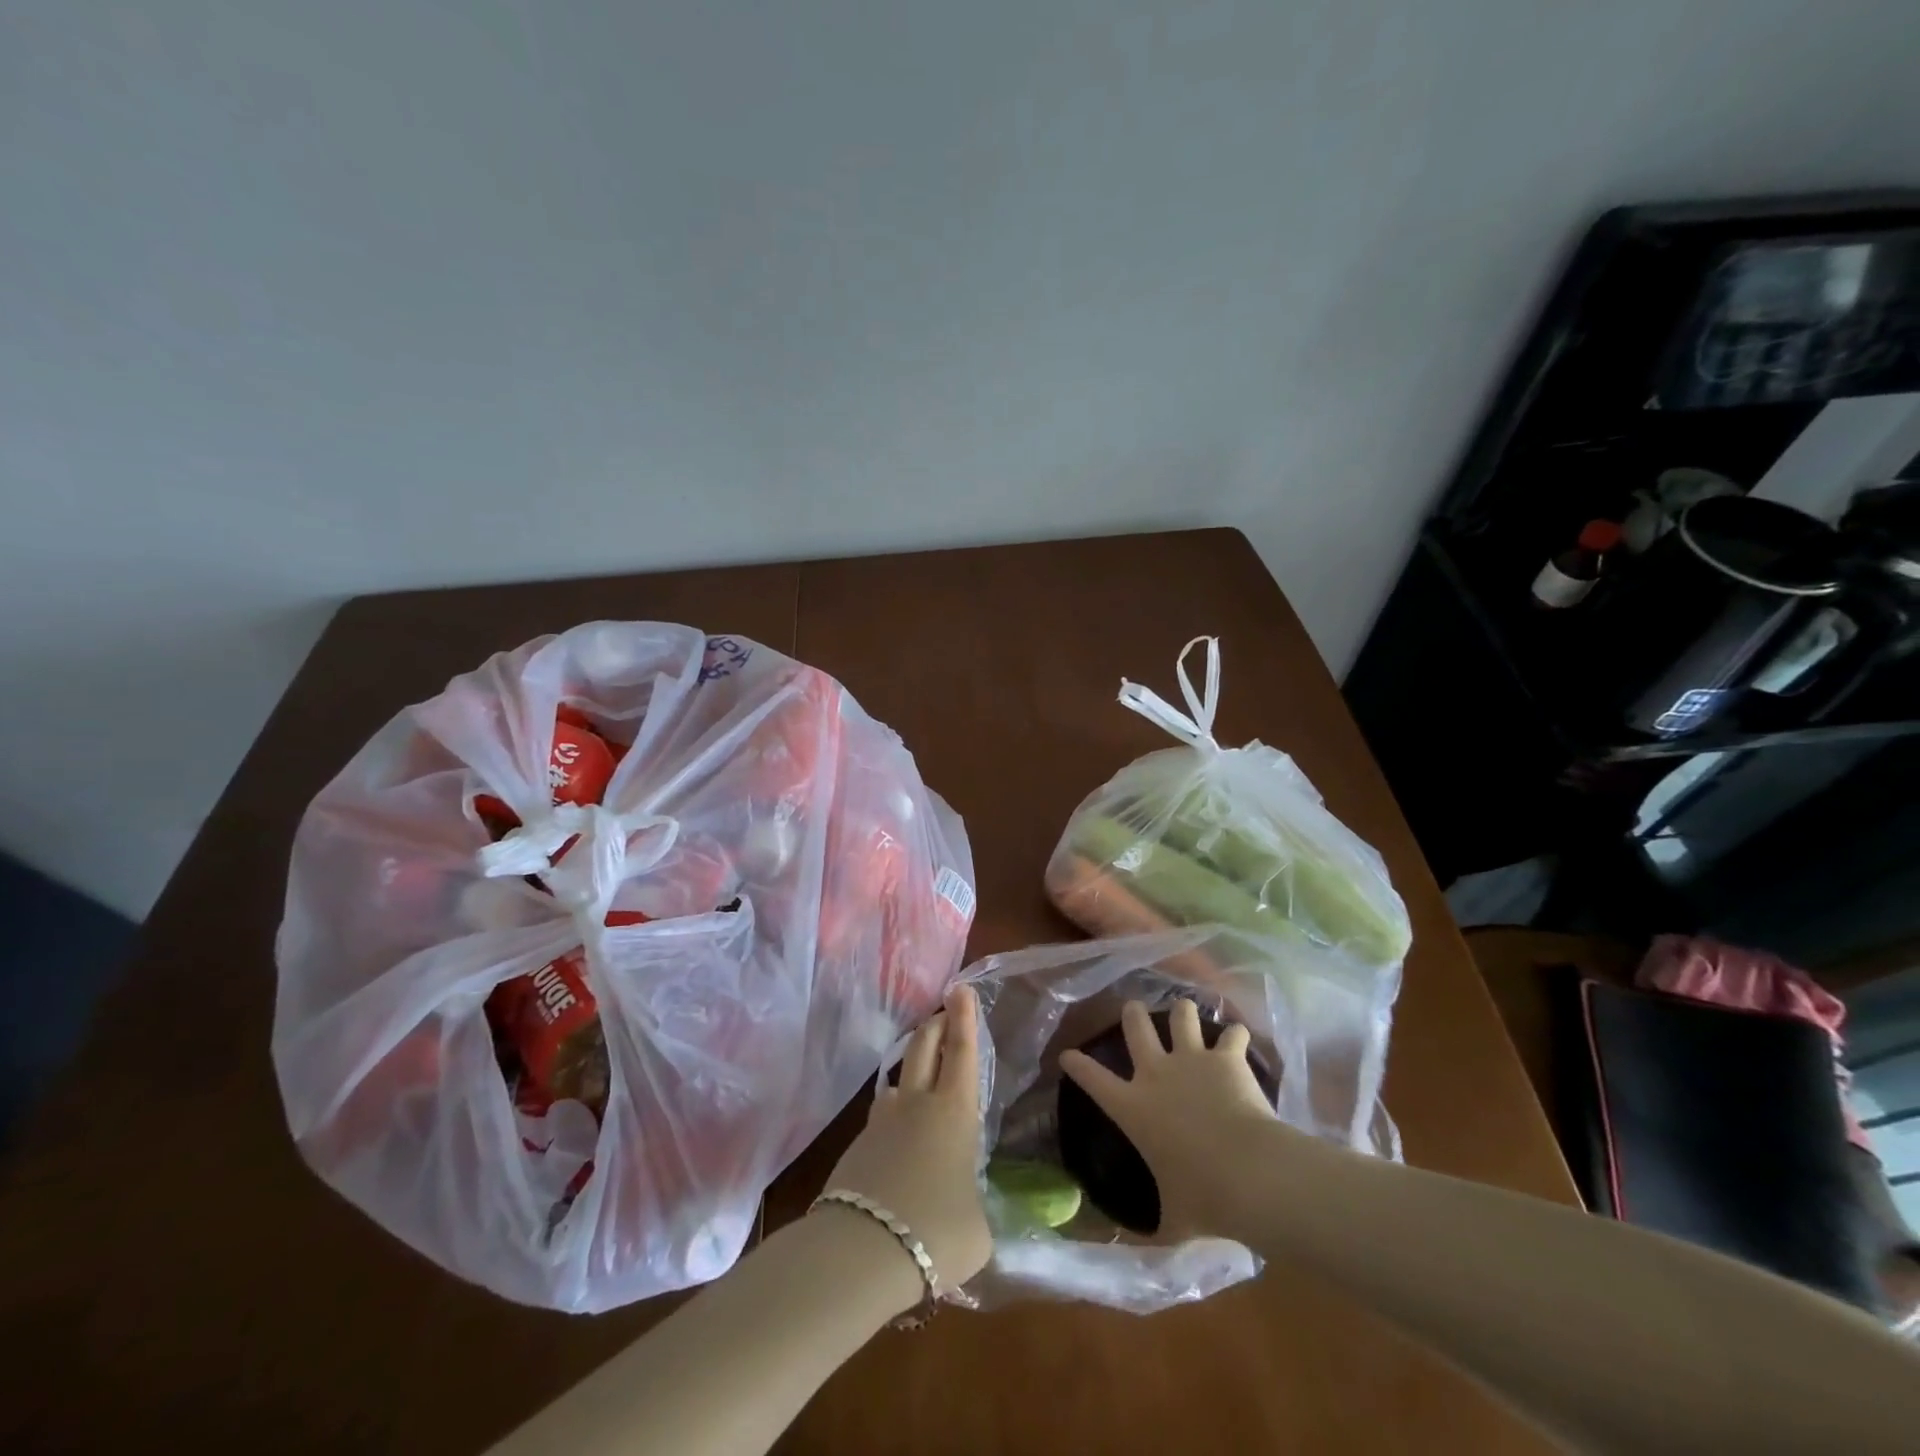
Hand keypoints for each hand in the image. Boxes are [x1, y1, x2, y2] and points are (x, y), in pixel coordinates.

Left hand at [818, 984, 991, 1295]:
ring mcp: (880, 1123)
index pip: (962, 1052)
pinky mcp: (855, 1149)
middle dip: (936, 1025)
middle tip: (942, 1012)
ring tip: (920, 1084)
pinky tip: (897, 1147)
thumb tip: (964, 1211)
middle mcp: (916, 1105)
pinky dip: (892, 1122)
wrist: (861, 1250)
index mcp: (953, 1112)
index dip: (964, 1018)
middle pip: (924, 1048)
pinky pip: (880, 1122)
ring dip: (911, 1073)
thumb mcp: (977, 1229)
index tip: (960, 988)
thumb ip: (973, 1207)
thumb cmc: (936, 1231)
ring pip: (897, 1083)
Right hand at [1059, 999, 1281, 1240]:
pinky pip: (1231, 1033)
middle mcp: (1156, 1073)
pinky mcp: (1227, 1058)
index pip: (1092, 1079)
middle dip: (1132, 1013)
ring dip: (1182, 1012)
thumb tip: (1127, 1253)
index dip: (1076, 1064)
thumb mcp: (1171, 1221)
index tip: (1067, 1054)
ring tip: (1186, 1011)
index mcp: (1133, 1108)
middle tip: (1133, 1008)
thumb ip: (1152, 1227)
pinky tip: (1238, 1035)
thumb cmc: (1204, 1200)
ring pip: (1180, 1015)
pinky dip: (1235, 1034)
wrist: (1250, 1173)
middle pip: (1135, 1026)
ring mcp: (1192, 1059)